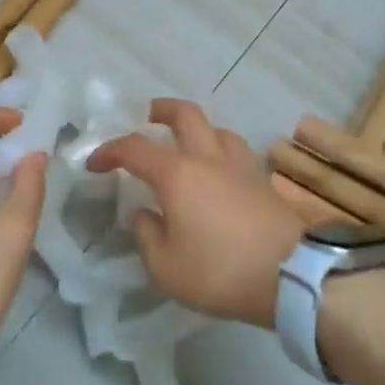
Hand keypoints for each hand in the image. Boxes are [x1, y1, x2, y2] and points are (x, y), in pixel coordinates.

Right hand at [87, 100, 303, 328]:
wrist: (289, 274)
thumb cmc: (219, 271)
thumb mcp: (166, 267)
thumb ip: (148, 235)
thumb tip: (146, 214)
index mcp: (177, 174)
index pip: (135, 149)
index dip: (110, 151)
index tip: (95, 164)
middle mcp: (208, 157)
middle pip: (185, 114)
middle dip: (161, 110)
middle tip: (148, 117)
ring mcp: (240, 164)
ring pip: (216, 128)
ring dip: (196, 129)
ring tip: (187, 146)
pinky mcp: (262, 179)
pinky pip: (236, 150)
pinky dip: (219, 150)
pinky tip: (218, 171)